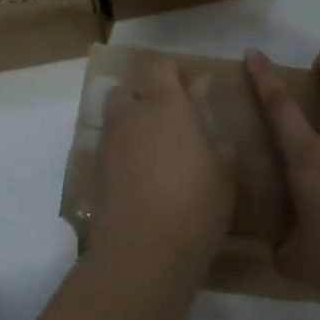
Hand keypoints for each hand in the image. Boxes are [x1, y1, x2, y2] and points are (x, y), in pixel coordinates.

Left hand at [89, 57, 234, 273]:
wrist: (143, 251)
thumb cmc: (196, 205)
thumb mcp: (224, 175)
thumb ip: (217, 144)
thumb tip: (215, 133)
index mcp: (167, 106)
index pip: (163, 68)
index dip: (176, 72)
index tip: (194, 87)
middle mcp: (132, 115)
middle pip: (129, 90)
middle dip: (145, 97)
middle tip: (170, 120)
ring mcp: (109, 143)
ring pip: (115, 119)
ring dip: (131, 124)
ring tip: (154, 149)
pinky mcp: (96, 170)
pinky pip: (110, 147)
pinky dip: (123, 152)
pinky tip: (141, 175)